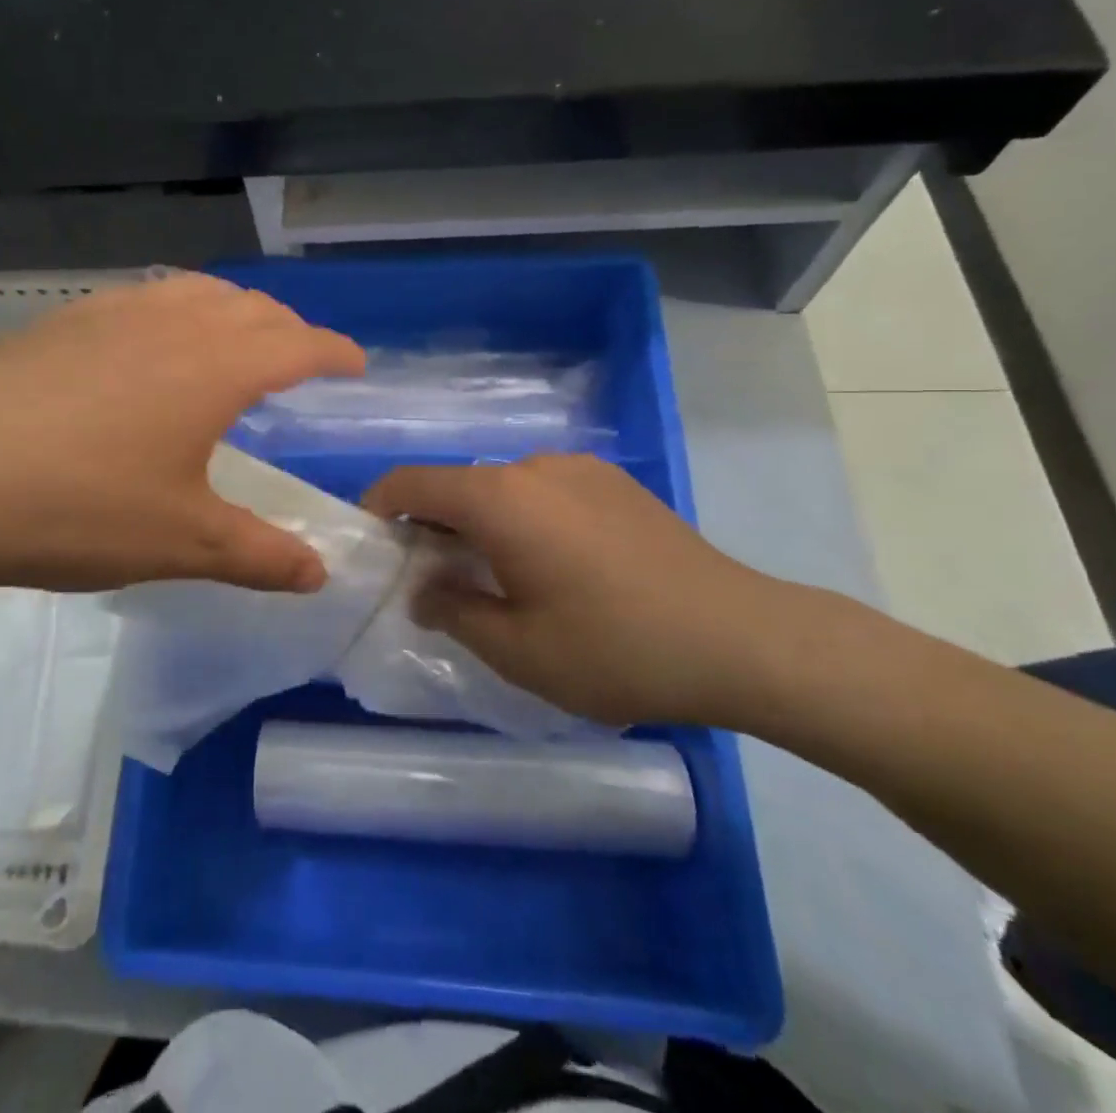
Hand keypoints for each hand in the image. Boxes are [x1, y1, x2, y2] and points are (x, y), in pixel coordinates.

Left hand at [0, 274, 364, 600]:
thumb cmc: (78, 509)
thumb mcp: (183, 543)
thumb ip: (261, 556)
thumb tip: (320, 573)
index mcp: (214, 368)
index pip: (297, 345)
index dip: (334, 352)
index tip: (356, 364)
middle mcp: (170, 324)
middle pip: (250, 308)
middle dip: (287, 328)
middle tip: (299, 359)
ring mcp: (109, 315)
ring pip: (193, 292)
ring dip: (230, 311)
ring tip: (233, 341)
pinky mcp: (58, 325)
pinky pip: (141, 298)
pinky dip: (173, 310)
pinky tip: (148, 346)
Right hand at [363, 454, 802, 726]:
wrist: (744, 639)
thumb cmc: (616, 649)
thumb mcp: (517, 649)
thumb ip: (453, 610)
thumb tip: (423, 590)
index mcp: (498, 499)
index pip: (411, 483)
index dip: (378, 508)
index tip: (372, 547)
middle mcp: (532, 466)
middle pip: (456, 485)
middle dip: (430, 527)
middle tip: (431, 580)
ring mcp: (578, 468)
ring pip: (500, 489)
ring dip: (479, 524)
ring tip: (496, 579)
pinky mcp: (613, 482)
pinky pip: (542, 491)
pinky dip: (521, 519)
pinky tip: (553, 568)